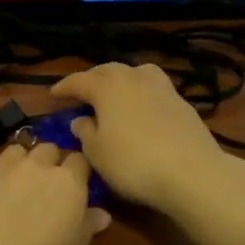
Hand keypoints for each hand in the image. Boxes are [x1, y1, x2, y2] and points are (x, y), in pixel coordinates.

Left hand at [0, 142, 109, 244]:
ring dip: (19, 162)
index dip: (77, 173)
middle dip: (49, 162)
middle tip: (45, 188)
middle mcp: (37, 168)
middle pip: (48, 149)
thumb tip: (101, 214)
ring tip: (15, 183)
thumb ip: (87, 227)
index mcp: (69, 184)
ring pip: (15, 150)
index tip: (75, 188)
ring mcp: (2, 171)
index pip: (79, 161)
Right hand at [50, 63, 232, 214]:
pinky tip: (140, 110)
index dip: (64, 87)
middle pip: (108, 71)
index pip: (79, 80)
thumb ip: (85, 132)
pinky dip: (141, 94)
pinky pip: (153, 89)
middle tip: (81, 93)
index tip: (52, 95)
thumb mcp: (97, 152)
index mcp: (107, 86)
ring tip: (114, 95)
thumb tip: (81, 120)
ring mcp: (162, 88)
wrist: (192, 173)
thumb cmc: (133, 162)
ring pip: (135, 74)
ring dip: (121, 81)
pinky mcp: (182, 103)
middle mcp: (134, 78)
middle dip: (92, 80)